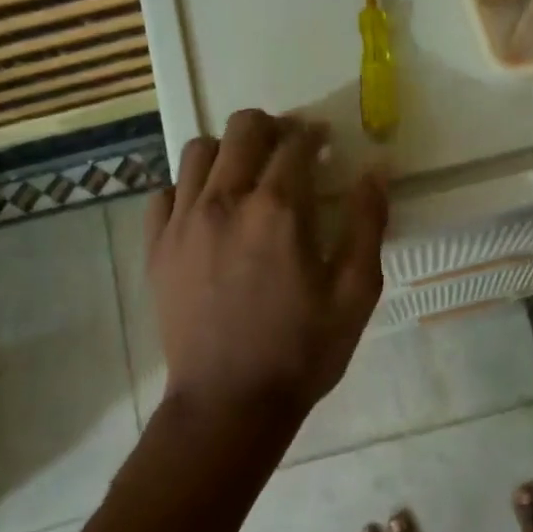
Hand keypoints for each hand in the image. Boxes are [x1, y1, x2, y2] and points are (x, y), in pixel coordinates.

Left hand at [147, 110, 387, 434]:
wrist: (229, 404)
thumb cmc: (302, 350)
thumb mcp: (356, 292)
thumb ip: (368, 223)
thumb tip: (376, 170)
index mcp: (279, 210)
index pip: (296, 143)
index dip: (314, 135)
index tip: (325, 143)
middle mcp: (225, 201)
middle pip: (243, 129)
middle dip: (271, 127)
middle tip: (288, 149)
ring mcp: (183, 222)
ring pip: (198, 151)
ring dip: (228, 151)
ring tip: (245, 175)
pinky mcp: (156, 248)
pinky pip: (164, 193)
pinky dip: (187, 188)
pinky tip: (206, 210)